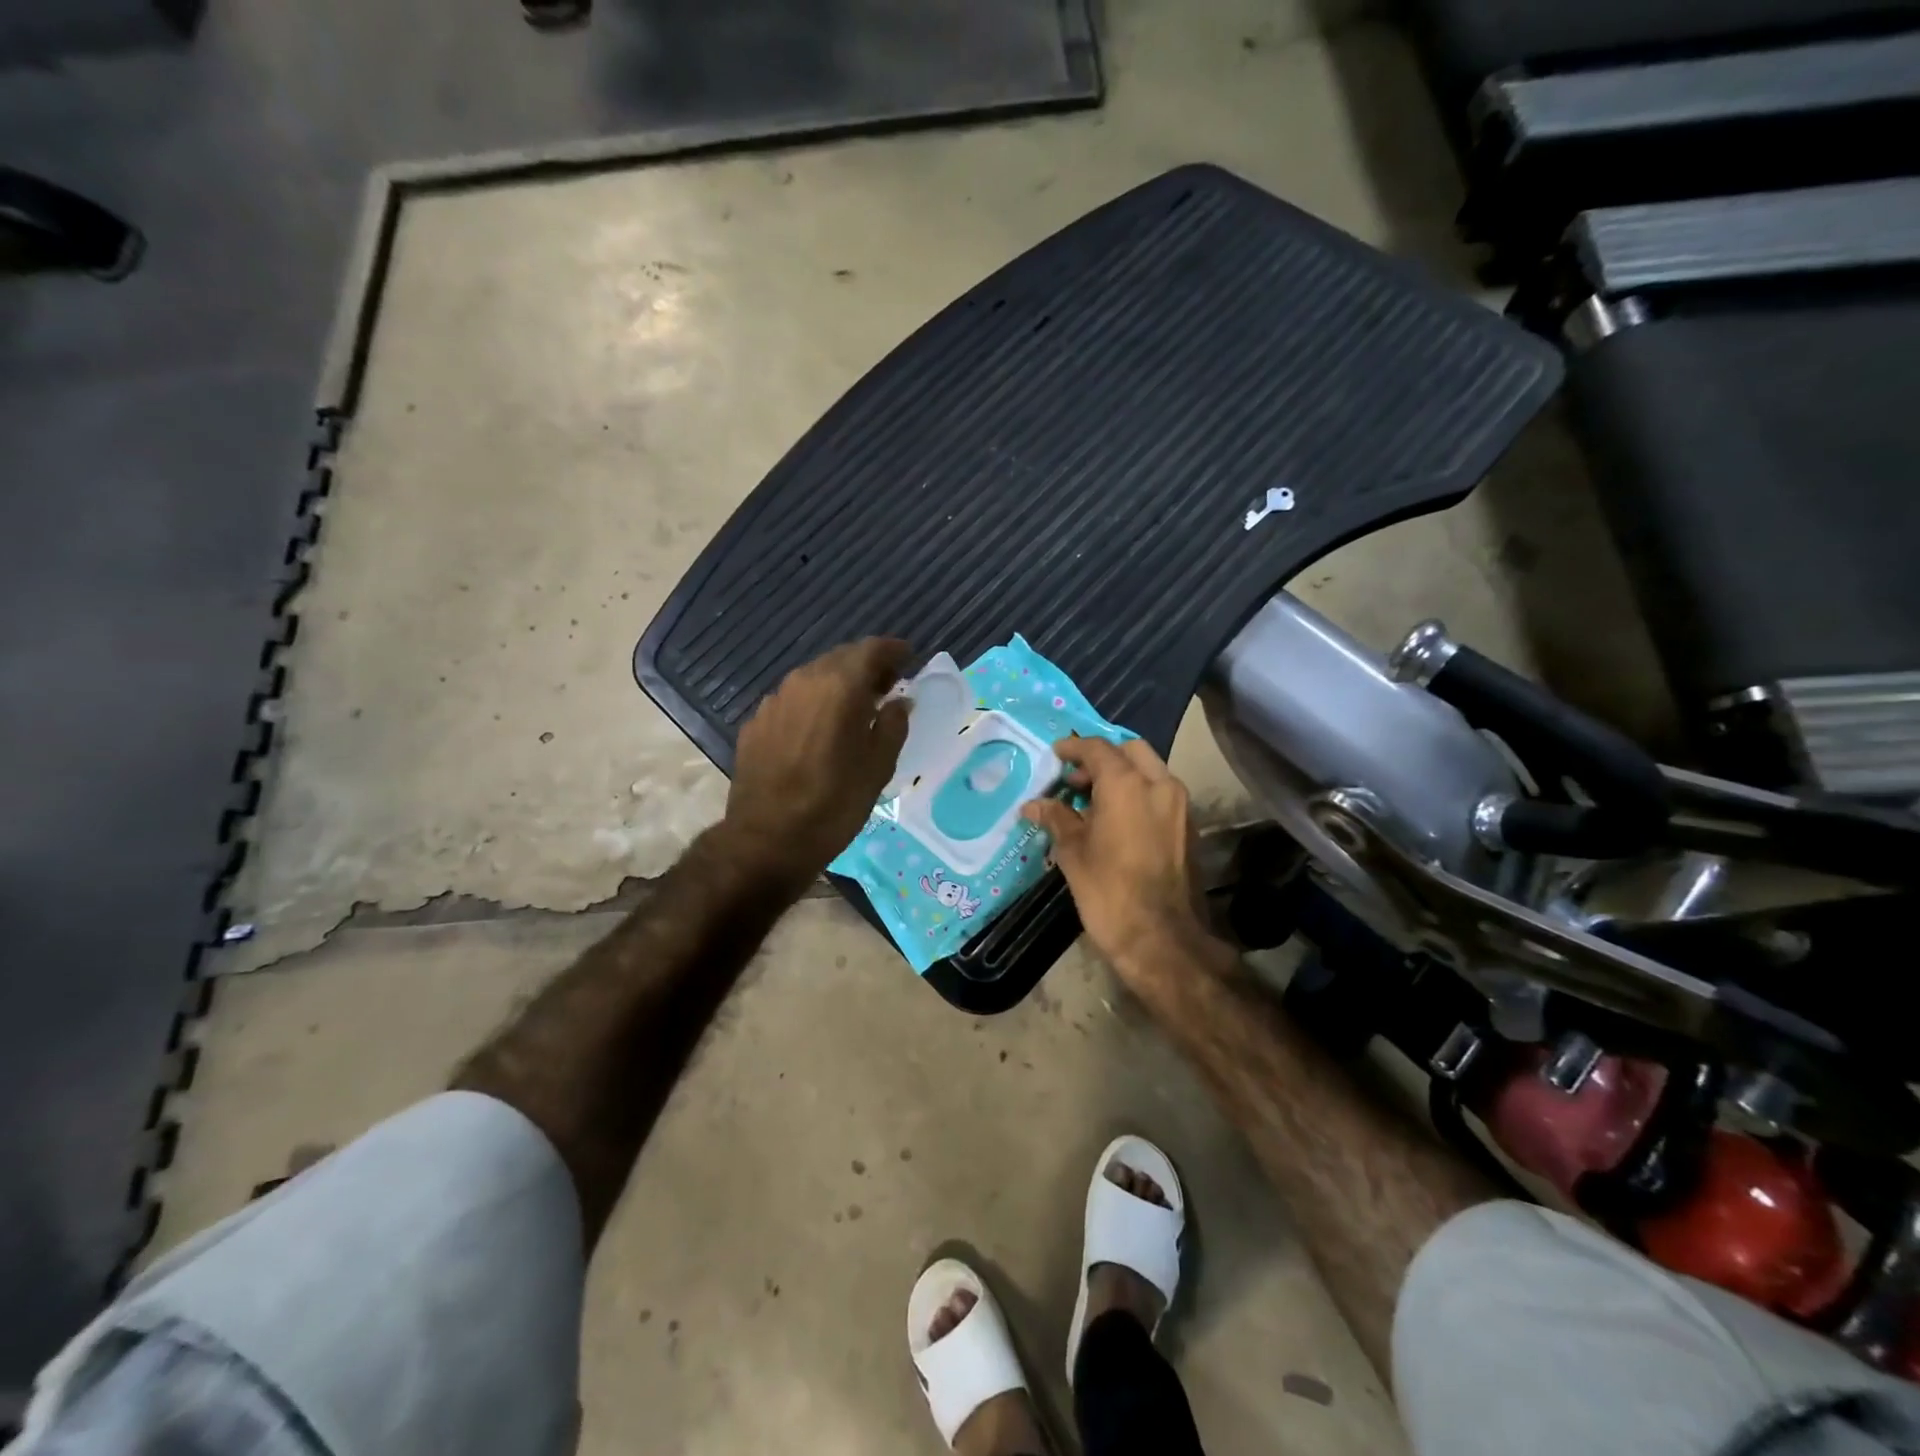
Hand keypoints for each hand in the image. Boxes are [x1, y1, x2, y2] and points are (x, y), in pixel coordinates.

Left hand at [725, 637, 910, 885]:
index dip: (893, 651)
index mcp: (839, 686)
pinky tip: (819, 731)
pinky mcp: (755, 723)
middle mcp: (803, 681)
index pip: (871, 649)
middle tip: (886, 687)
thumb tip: (899, 700)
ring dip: (837, 685)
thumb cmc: (834, 804)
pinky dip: (813, 705)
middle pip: (840, 659)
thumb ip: (893, 724)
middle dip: (866, 667)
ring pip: (813, 678)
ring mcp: (774, 701)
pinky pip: (792, 701)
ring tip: (855, 709)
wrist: (767, 841)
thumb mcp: (878, 767)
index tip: (908, 659)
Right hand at [1021, 738, 1212, 984]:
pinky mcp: (1188, 827)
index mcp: (1127, 784)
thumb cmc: (1109, 891)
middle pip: (1130, 751)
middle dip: (1102, 758)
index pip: (1097, 748)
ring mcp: (1179, 806)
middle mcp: (1159, 784)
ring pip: (1149, 771)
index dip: (1072, 748)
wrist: (1162, 939)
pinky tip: (1115, 821)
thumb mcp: (1073, 852)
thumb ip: (1056, 818)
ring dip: (1122, 776)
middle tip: (1075, 781)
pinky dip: (1138, 794)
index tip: (1054, 756)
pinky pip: (1160, 794)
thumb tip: (1034, 805)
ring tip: (1092, 803)